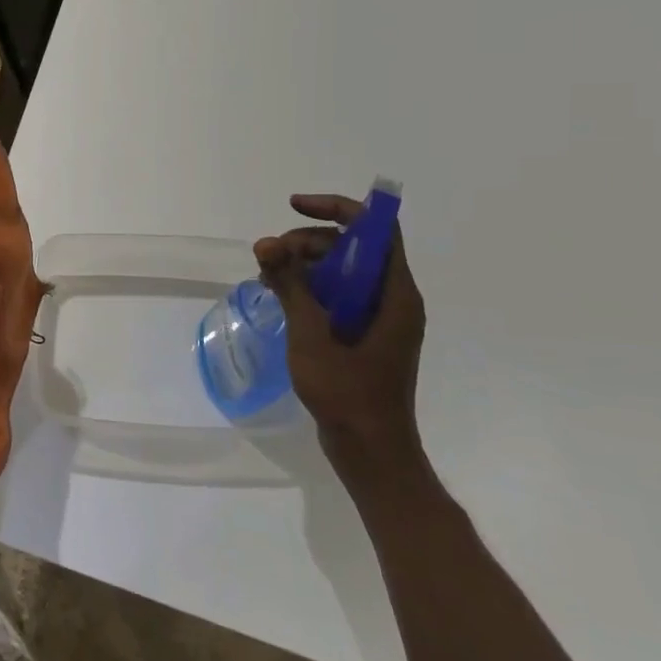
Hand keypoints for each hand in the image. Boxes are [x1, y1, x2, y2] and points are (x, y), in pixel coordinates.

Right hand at [255, 194, 427, 479]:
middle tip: (269, 256)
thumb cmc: (348, 393)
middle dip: (308, 241)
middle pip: (353, 247)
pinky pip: (338, 296)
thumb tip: (266, 243)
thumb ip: (290, 285)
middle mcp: (392, 299)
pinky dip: (309, 289)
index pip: (375, 227)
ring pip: (342, 271)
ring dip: (304, 265)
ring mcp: (379, 320)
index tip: (294, 208)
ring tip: (267, 277)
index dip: (336, 207)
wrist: (370, 452)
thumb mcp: (312, 334)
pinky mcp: (365, 337)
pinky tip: (279, 297)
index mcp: (394, 294)